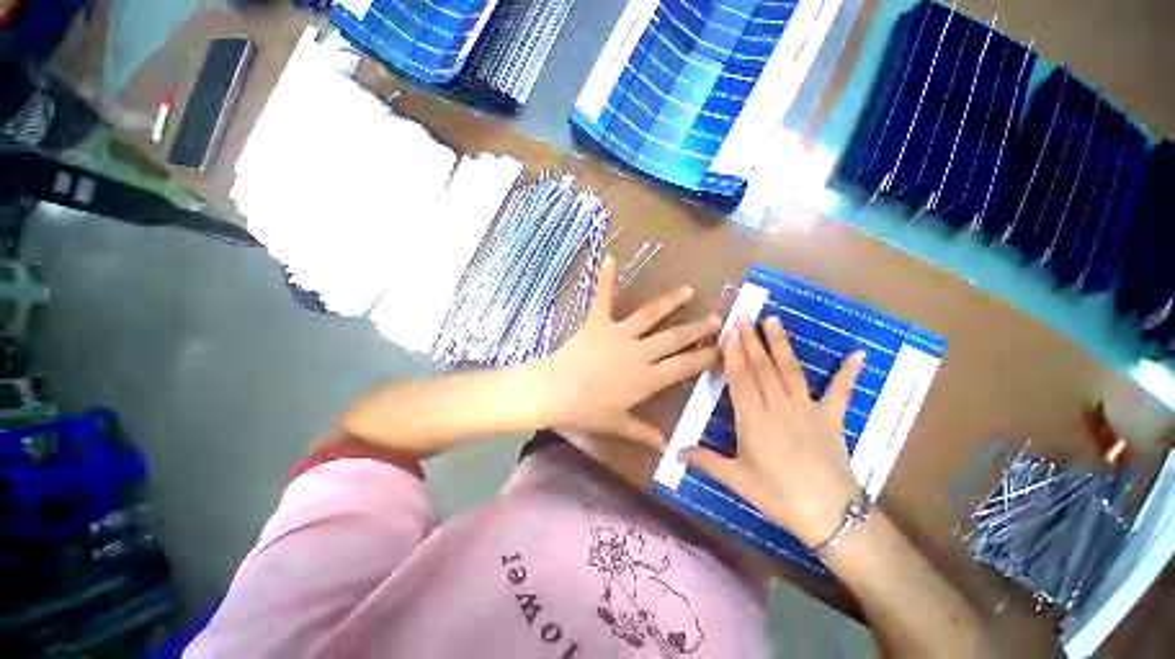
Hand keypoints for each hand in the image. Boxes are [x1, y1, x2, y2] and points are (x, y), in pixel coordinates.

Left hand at [540, 255, 719, 448]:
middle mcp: (639, 352)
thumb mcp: (617, 425)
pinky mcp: (598, 322)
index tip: (723, 349)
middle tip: (717, 319)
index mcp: (647, 378)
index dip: (705, 357)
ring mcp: (619, 334)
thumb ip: (643, 434)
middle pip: (675, 339)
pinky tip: (610, 258)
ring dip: (670, 302)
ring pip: (650, 315)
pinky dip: (606, 278)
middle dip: (698, 329)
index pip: (684, 366)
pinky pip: (603, 297)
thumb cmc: (587, 411)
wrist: (555, 392)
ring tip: (688, 290)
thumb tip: (665, 450)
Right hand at [683, 317, 865, 547]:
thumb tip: (675, 453)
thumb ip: (706, 461)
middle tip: (744, 317)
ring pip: (790, 370)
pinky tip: (858, 353)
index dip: (735, 353)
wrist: (829, 516)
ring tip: (773, 320)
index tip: (730, 332)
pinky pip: (840, 392)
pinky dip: (848, 373)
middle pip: (762, 368)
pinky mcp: (831, 418)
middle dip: (751, 340)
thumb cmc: (777, 496)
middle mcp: (778, 407)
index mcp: (753, 420)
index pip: (741, 378)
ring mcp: (807, 409)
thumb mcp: (737, 480)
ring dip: (780, 344)